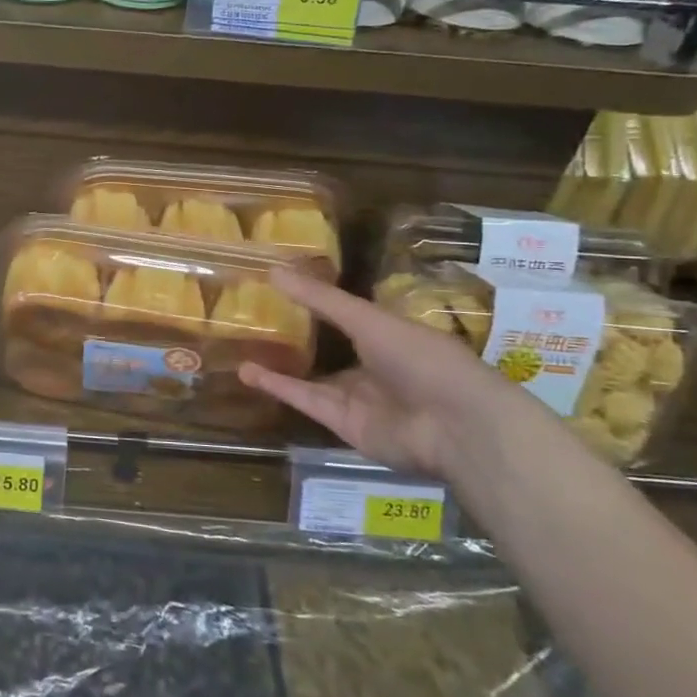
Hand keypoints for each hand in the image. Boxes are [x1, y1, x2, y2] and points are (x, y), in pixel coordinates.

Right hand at [240, 267, 555, 479]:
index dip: (316, 303)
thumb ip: (321, 299)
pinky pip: (308, 401)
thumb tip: (273, 269)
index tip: (279, 286)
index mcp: (389, 335)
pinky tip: (249, 372)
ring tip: (241, 347)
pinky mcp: (344, 425)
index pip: (348, 316)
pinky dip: (280, 387)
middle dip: (295, 338)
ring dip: (279, 365)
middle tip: (253, 320)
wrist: (455, 426)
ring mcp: (359, 398)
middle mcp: (373, 366)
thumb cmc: (421, 358)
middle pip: (327, 349)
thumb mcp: (369, 320)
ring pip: (312, 378)